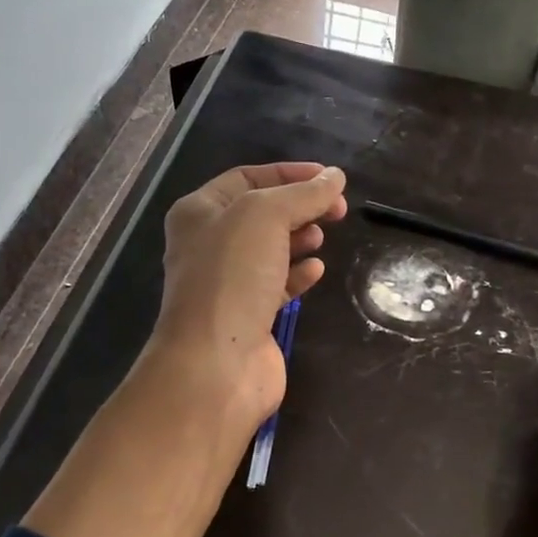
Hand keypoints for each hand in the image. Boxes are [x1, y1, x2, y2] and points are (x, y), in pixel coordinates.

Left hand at [148, 161, 348, 428]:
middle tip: (337, 209)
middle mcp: (209, 244)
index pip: (247, 177)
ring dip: (299, 238)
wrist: (216, 362)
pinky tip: (316, 270)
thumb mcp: (266, 216)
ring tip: (322, 237)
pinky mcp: (249, 316)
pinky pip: (277, 284)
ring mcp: (228, 283)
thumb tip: (334, 177)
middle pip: (262, 213)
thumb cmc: (232, 277)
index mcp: (199, 212)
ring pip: (270, 249)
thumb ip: (303, 194)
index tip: (329, 178)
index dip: (289, 173)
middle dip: (300, 206)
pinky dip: (298, 274)